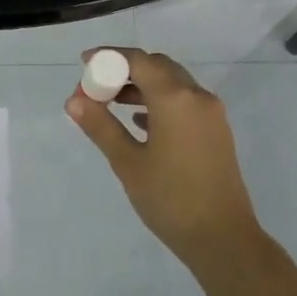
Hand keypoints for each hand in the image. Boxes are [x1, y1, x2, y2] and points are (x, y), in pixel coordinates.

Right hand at [67, 48, 260, 267]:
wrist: (222, 238)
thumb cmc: (170, 199)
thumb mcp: (127, 162)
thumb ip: (100, 126)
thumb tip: (74, 100)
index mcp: (175, 98)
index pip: (138, 60)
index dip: (109, 57)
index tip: (84, 63)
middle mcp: (197, 96)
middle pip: (157, 66)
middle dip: (124, 70)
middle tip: (96, 87)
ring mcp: (211, 114)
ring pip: (172, 83)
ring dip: (141, 86)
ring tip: (110, 103)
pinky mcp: (215, 131)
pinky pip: (184, 101)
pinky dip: (159, 101)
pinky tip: (139, 122)